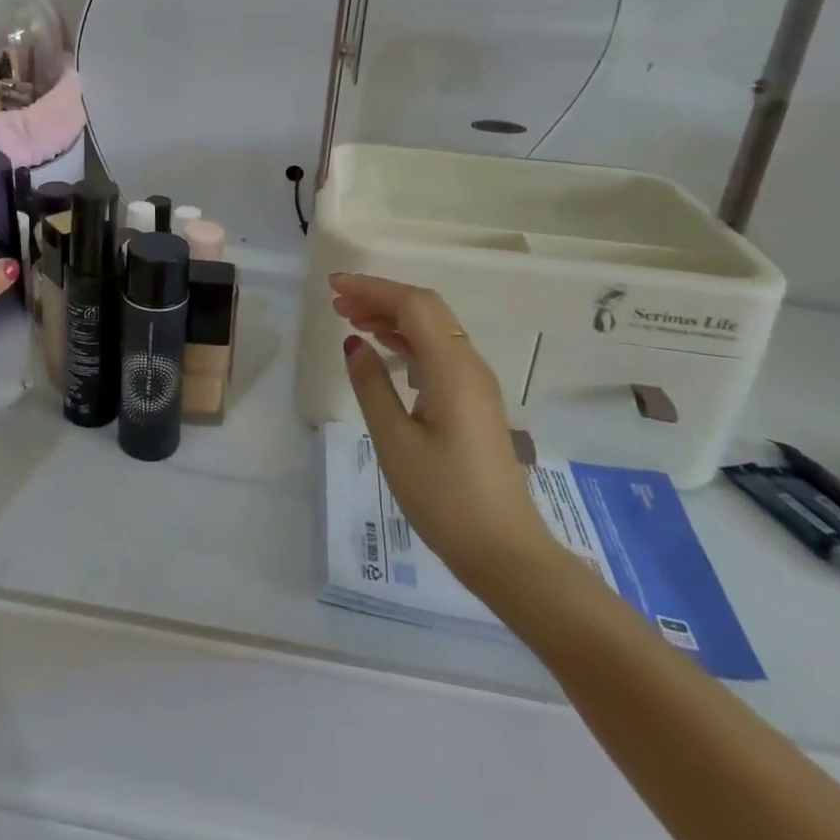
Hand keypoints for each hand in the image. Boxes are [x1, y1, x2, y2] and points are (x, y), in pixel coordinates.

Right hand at [331, 274, 554, 590]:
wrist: (506, 553)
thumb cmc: (445, 498)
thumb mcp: (394, 441)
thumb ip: (371, 385)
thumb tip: (354, 342)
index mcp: (452, 368)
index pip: (412, 304)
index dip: (372, 288)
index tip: (333, 287)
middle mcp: (469, 364)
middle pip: (426, 308)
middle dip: (381, 297)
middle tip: (338, 303)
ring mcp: (476, 382)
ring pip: (433, 328)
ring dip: (393, 316)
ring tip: (352, 320)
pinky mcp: (474, 401)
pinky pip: (438, 351)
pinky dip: (407, 340)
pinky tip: (384, 349)